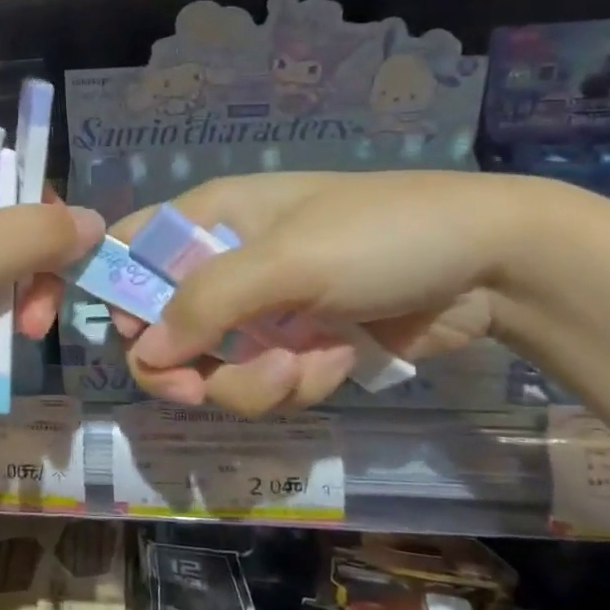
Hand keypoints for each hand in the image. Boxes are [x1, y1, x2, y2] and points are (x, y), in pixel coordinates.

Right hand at [111, 171, 533, 413]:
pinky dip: (300, 382)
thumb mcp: (287, 260)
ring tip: (308, 363)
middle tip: (198, 389)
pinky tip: (341, 357)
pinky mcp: (298, 347)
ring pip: (215, 369)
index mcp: (210, 221)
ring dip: (255, 380)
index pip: (131, 250)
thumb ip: (207, 303)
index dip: (119, 294)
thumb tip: (142, 353)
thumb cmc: (379, 236)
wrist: (489, 266)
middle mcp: (224, 265)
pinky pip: (268, 384)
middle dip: (184, 366)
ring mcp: (262, 311)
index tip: (134, 335)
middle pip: (163, 329)